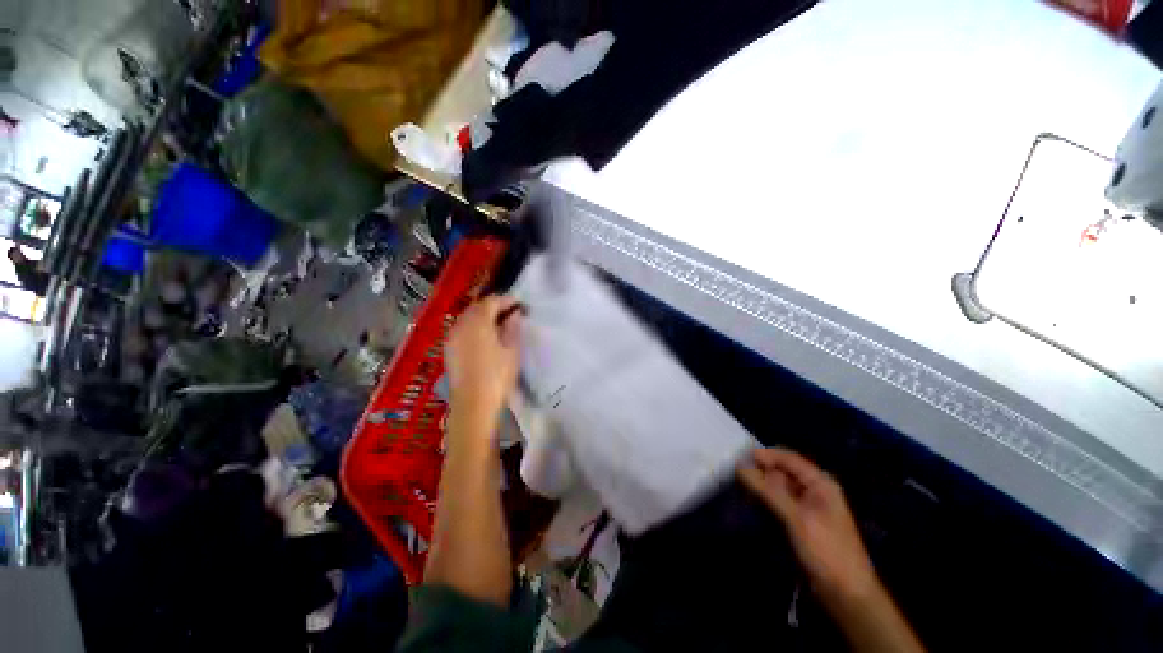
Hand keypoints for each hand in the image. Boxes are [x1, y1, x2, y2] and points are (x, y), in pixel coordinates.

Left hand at [445, 295, 523, 428]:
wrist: (473, 404)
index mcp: (478, 322)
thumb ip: (512, 328)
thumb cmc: (497, 376)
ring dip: (482, 316)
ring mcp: (452, 337)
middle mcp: (461, 325)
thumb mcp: (511, 350)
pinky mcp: (449, 350)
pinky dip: (473, 327)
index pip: (491, 302)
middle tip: (511, 312)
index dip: (506, 300)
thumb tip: (514, 314)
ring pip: (467, 318)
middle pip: (477, 307)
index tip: (520, 304)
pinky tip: (484, 336)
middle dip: (493, 306)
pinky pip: (461, 329)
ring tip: (499, 323)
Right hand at [738, 448, 877, 605]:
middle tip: (736, 473)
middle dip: (761, 470)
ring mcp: (809, 506)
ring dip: (762, 485)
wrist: (846, 594)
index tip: (740, 457)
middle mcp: (815, 490)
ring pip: (780, 486)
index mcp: (821, 483)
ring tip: (741, 486)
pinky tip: (753, 502)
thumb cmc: (826, 551)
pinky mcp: (802, 521)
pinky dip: (767, 499)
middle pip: (783, 471)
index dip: (765, 455)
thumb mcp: (796, 518)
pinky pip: (780, 502)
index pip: (789, 458)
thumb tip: (740, 466)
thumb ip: (768, 490)